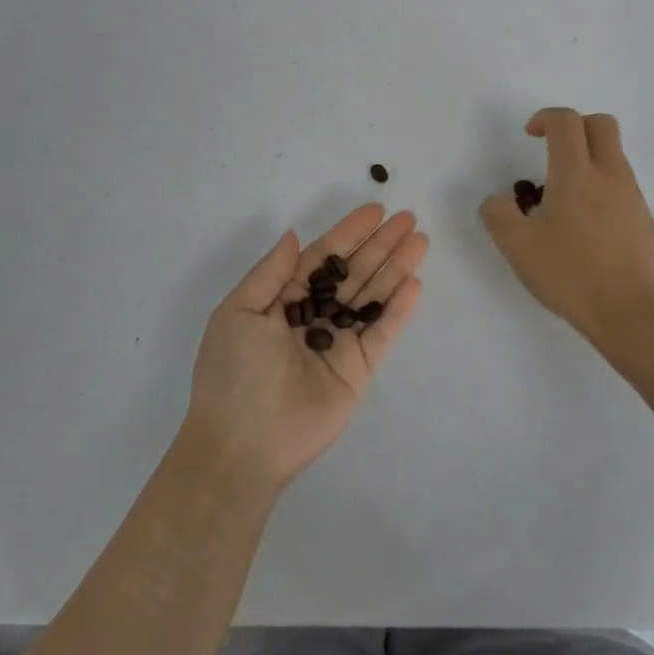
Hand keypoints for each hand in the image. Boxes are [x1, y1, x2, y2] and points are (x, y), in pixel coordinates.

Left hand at [184, 204, 427, 493]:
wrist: (243, 444)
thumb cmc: (233, 372)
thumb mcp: (238, 312)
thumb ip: (271, 273)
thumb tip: (294, 236)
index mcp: (284, 301)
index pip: (323, 258)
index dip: (349, 233)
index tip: (375, 210)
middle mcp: (315, 316)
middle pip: (354, 272)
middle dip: (380, 245)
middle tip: (408, 219)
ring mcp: (339, 343)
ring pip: (373, 297)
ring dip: (396, 268)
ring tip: (420, 241)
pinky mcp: (359, 370)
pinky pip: (382, 333)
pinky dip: (399, 310)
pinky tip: (414, 283)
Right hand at [480, 108, 653, 347]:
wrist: (629, 312)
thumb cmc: (570, 274)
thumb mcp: (517, 247)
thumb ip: (498, 214)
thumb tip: (498, 200)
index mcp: (576, 175)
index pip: (566, 121)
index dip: (545, 117)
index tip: (530, 135)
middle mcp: (610, 176)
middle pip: (602, 124)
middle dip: (576, 126)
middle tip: (554, 150)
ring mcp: (633, 197)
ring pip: (615, 157)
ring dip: (589, 160)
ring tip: (565, 200)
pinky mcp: (646, 221)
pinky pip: (623, 189)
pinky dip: (603, 191)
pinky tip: (588, 229)